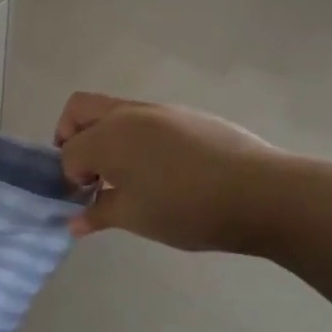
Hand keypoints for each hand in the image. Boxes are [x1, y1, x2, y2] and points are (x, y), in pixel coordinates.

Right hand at [54, 92, 284, 250]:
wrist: (263, 193)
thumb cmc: (188, 209)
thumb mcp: (137, 217)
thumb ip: (99, 214)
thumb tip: (74, 222)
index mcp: (108, 136)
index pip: (68, 151)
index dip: (69, 177)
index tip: (84, 201)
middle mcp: (127, 114)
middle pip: (79, 109)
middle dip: (70, 136)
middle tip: (87, 171)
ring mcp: (159, 110)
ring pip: (114, 111)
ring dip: (105, 136)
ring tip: (127, 176)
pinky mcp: (187, 115)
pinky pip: (145, 119)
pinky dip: (136, 138)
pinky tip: (162, 171)